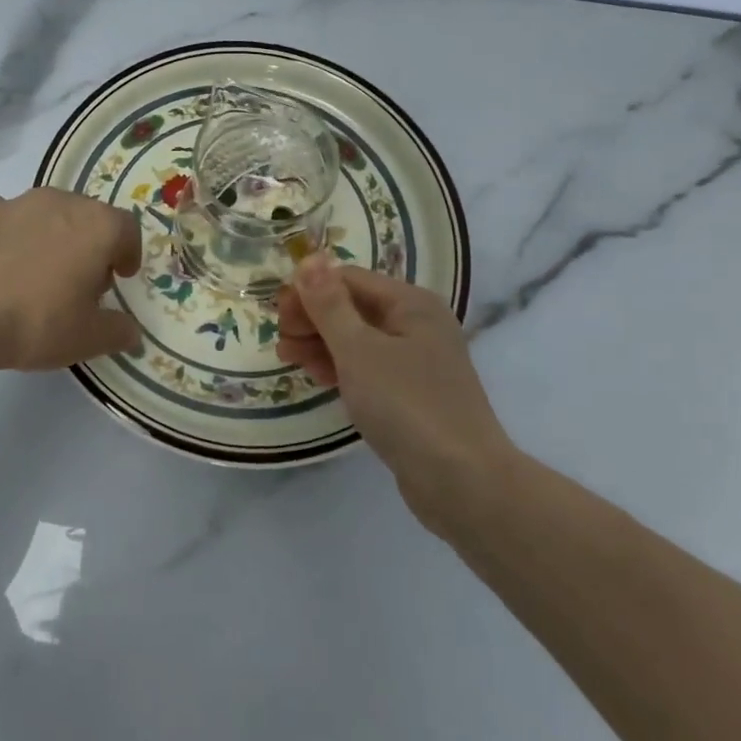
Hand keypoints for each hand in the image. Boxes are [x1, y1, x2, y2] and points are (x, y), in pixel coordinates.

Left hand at [0, 189, 142, 373]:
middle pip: (85, 216)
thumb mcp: (88, 338)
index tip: (120, 276)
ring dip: (47, 237)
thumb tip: (131, 332)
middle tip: (78, 280)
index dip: (128, 252)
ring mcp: (15, 202)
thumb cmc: (37, 322)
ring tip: (34, 274)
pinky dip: (7, 239)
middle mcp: (60, 202)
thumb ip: (118, 331)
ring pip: (43, 214)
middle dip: (88, 244)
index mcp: (96, 226)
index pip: (126, 228)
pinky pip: (3, 221)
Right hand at [278, 254, 513, 532]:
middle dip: (313, 319)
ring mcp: (418, 362)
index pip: (348, 279)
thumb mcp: (358, 350)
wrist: (463, 482)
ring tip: (289, 358)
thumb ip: (329, 304)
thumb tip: (309, 258)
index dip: (310, 291)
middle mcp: (418, 324)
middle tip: (281, 342)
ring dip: (322, 343)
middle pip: (354, 307)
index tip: (277, 315)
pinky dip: (341, 368)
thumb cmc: (407, 405)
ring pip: (359, 340)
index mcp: (410, 303)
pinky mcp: (413, 395)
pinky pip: (369, 368)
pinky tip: (318, 377)